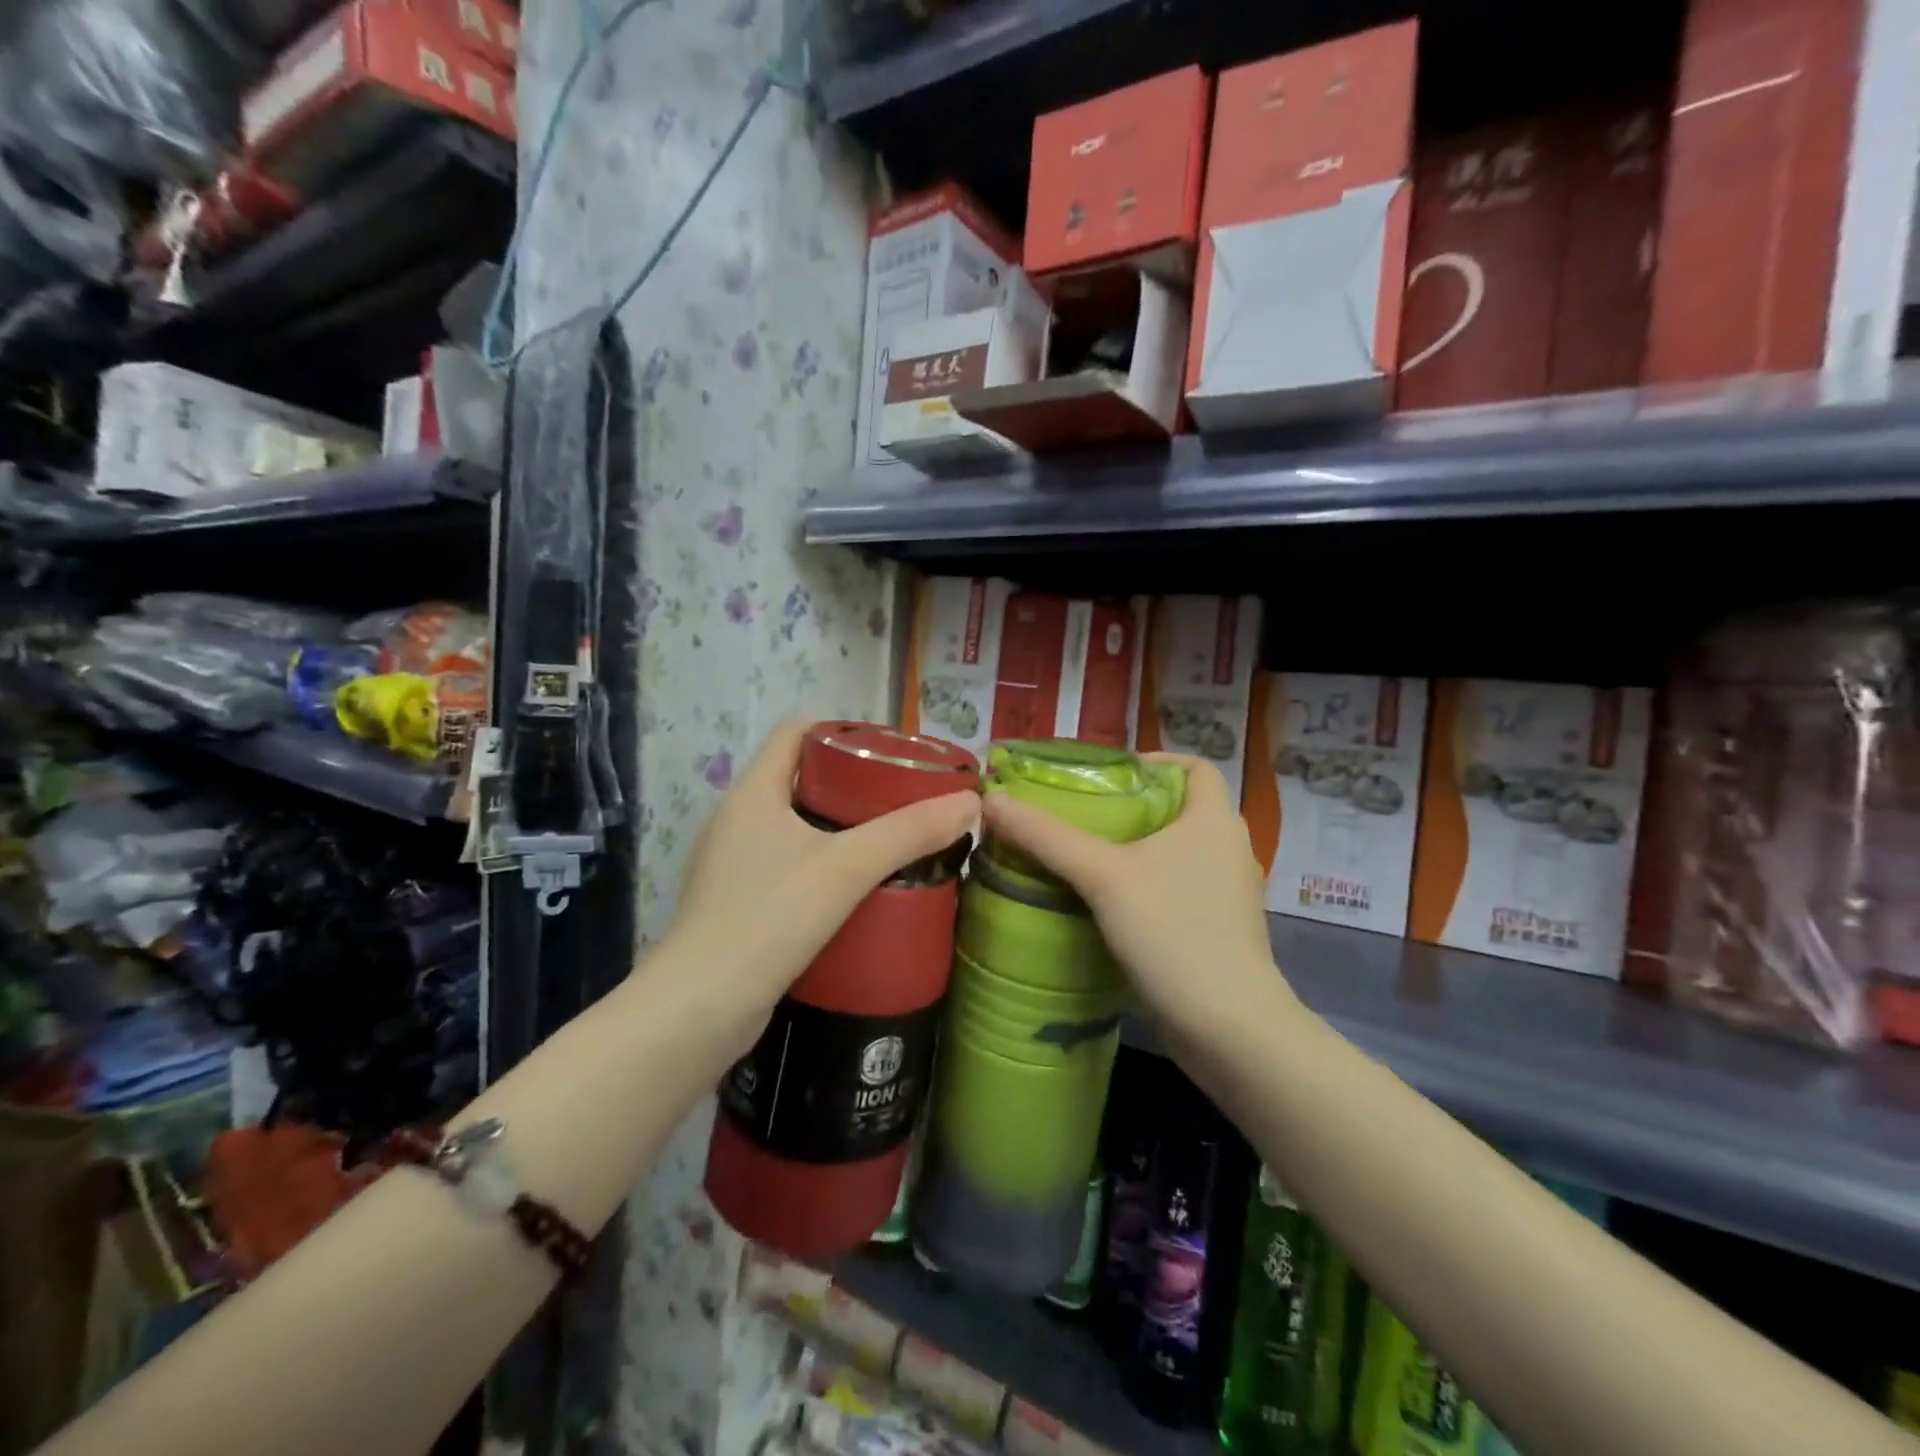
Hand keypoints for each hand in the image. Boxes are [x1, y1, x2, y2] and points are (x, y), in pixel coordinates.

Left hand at [666, 721, 979, 1051]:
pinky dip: (822, 868)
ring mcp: (731, 866)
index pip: (796, 733)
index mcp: (753, 793)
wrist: (698, 1010)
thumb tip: (971, 804)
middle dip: (853, 784)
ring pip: (795, 828)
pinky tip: (858, 891)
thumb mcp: (847, 867)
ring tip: (891, 841)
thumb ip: (909, 832)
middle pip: (800, 779)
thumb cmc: (769, 917)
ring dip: (840, 829)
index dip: (842, 731)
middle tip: (904, 799)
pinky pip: (787, 868)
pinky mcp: (736, 906)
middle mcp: (736, 821)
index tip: (890, 750)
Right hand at [981, 753, 1282, 1042]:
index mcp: (1215, 820)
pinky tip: (1108, 905)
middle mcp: (1229, 849)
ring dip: (1138, 850)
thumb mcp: (1103, 876)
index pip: (1195, 767)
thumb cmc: (1173, 932)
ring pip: (1178, 853)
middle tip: (1081, 814)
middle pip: (1180, 809)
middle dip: (1133, 807)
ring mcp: (1228, 894)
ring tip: (1085, 857)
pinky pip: (1179, 890)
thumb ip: (1047, 837)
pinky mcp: (1219, 931)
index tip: (1109, 774)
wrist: (1229, 1028)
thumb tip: (992, 800)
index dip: (1155, 761)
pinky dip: (1148, 887)